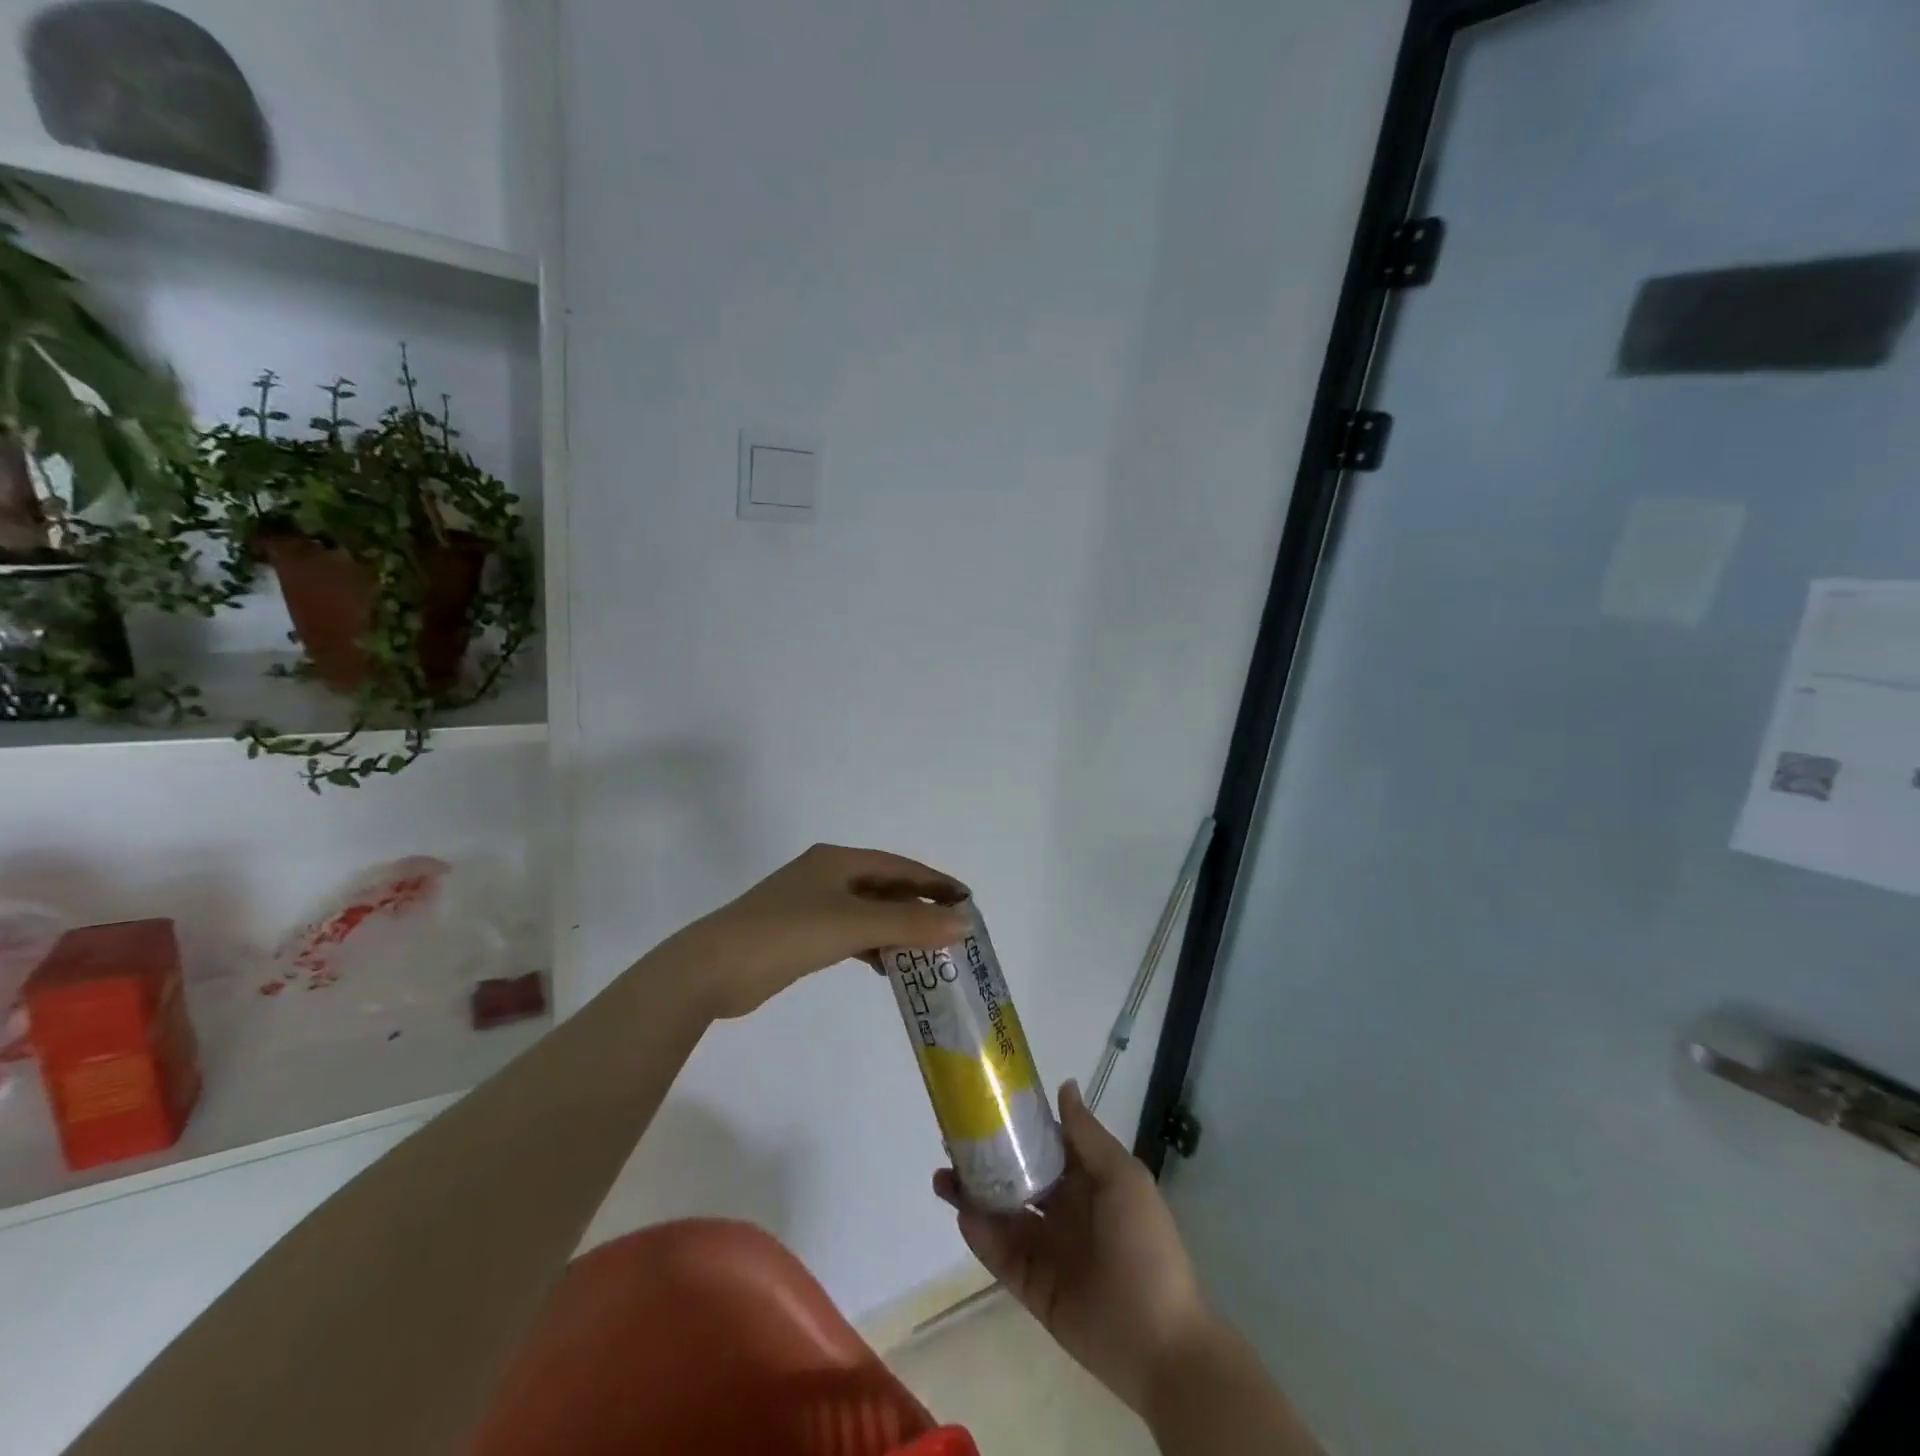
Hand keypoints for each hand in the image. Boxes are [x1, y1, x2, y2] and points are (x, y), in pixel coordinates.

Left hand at [672, 844, 967, 1018]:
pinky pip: (849, 934)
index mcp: (838, 861)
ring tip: (927, 953)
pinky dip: (871, 946)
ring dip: (896, 930)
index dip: (934, 882)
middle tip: (951, 931)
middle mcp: (826, 876)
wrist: (713, 969)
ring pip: (867, 913)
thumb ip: (909, 924)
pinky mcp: (800, 934)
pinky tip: (885, 967)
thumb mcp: (854, 926)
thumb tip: (963, 922)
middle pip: (884, 888)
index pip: (899, 866)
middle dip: (918, 908)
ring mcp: (810, 905)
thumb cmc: (787, 934)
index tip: (966, 900)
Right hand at [934, 1080, 1215, 1415]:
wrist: (1162, 1344)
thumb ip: (1087, 1136)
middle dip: (984, 1160)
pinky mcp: (1032, 1288)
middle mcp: (1062, 1210)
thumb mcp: (1123, 1179)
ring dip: (972, 1196)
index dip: (1015, 1126)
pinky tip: (964, 1216)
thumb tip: (1063, 1085)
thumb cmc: (1146, 1246)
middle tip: (950, 1142)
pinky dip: (981, 1237)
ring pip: (1001, 1215)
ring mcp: (1046, 1249)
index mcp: (1085, 1181)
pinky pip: (1001, 1257)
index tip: (983, 1106)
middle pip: (1015, 1177)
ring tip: (942, 1177)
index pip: (1043, 1145)